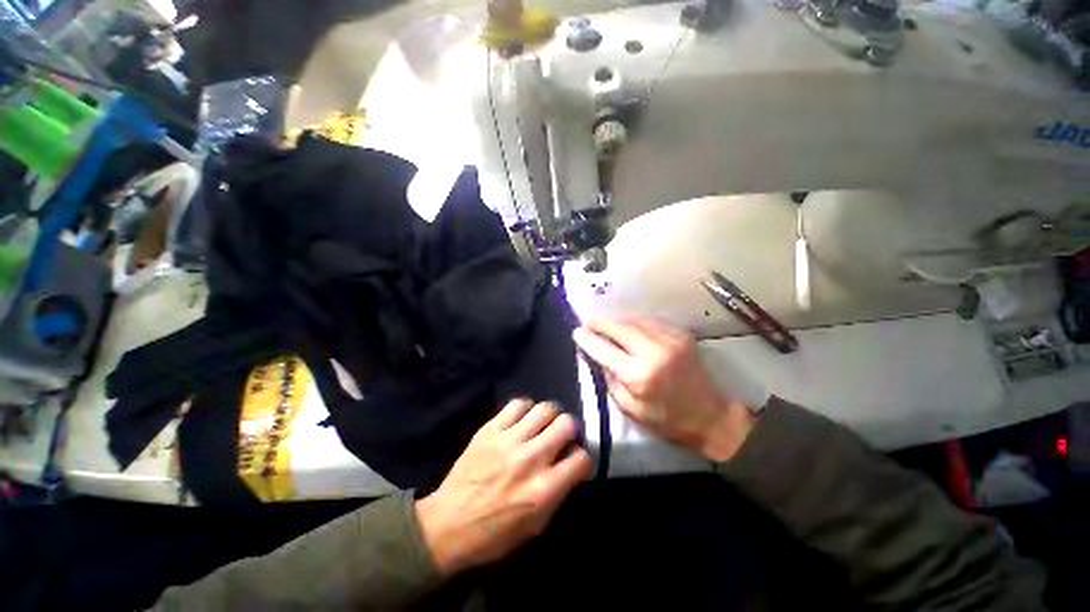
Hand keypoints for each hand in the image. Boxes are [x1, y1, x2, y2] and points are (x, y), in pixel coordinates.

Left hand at [415, 400, 591, 575]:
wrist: (448, 525)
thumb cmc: (494, 534)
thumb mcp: (536, 526)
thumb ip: (559, 492)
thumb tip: (571, 464)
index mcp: (544, 490)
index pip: (581, 458)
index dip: (582, 458)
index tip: (574, 460)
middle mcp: (530, 459)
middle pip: (566, 424)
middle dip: (570, 430)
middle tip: (562, 437)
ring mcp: (509, 440)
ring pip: (545, 408)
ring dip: (550, 416)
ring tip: (544, 424)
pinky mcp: (490, 429)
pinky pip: (517, 404)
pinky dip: (526, 408)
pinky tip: (523, 419)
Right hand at [573, 319, 754, 462]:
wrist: (710, 417)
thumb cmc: (666, 420)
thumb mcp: (629, 408)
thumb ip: (609, 379)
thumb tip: (597, 355)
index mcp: (640, 375)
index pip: (604, 348)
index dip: (587, 338)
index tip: (576, 332)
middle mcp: (655, 351)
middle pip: (619, 327)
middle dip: (600, 324)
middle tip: (589, 326)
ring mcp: (671, 339)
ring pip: (634, 320)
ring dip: (617, 323)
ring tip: (608, 329)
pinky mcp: (681, 334)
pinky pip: (650, 322)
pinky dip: (635, 324)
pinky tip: (630, 331)